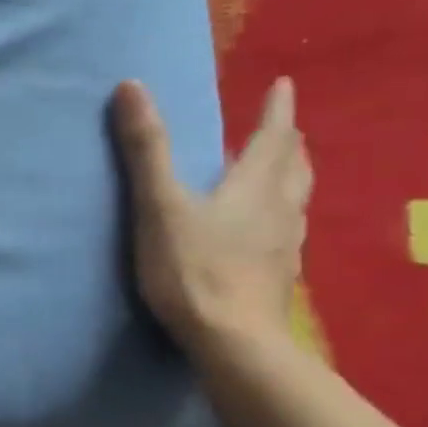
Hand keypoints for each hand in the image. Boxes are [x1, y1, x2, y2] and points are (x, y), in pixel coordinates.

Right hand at [111, 78, 311, 354]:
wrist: (233, 342)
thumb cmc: (193, 269)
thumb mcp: (159, 205)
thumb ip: (146, 149)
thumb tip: (132, 86)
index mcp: (255, 187)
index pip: (273, 137)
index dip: (277, 109)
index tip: (284, 84)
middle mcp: (281, 211)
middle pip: (293, 167)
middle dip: (286, 143)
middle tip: (280, 129)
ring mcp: (285, 248)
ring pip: (296, 201)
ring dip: (289, 179)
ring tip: (276, 174)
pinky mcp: (278, 278)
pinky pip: (286, 233)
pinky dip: (279, 217)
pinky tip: (264, 233)